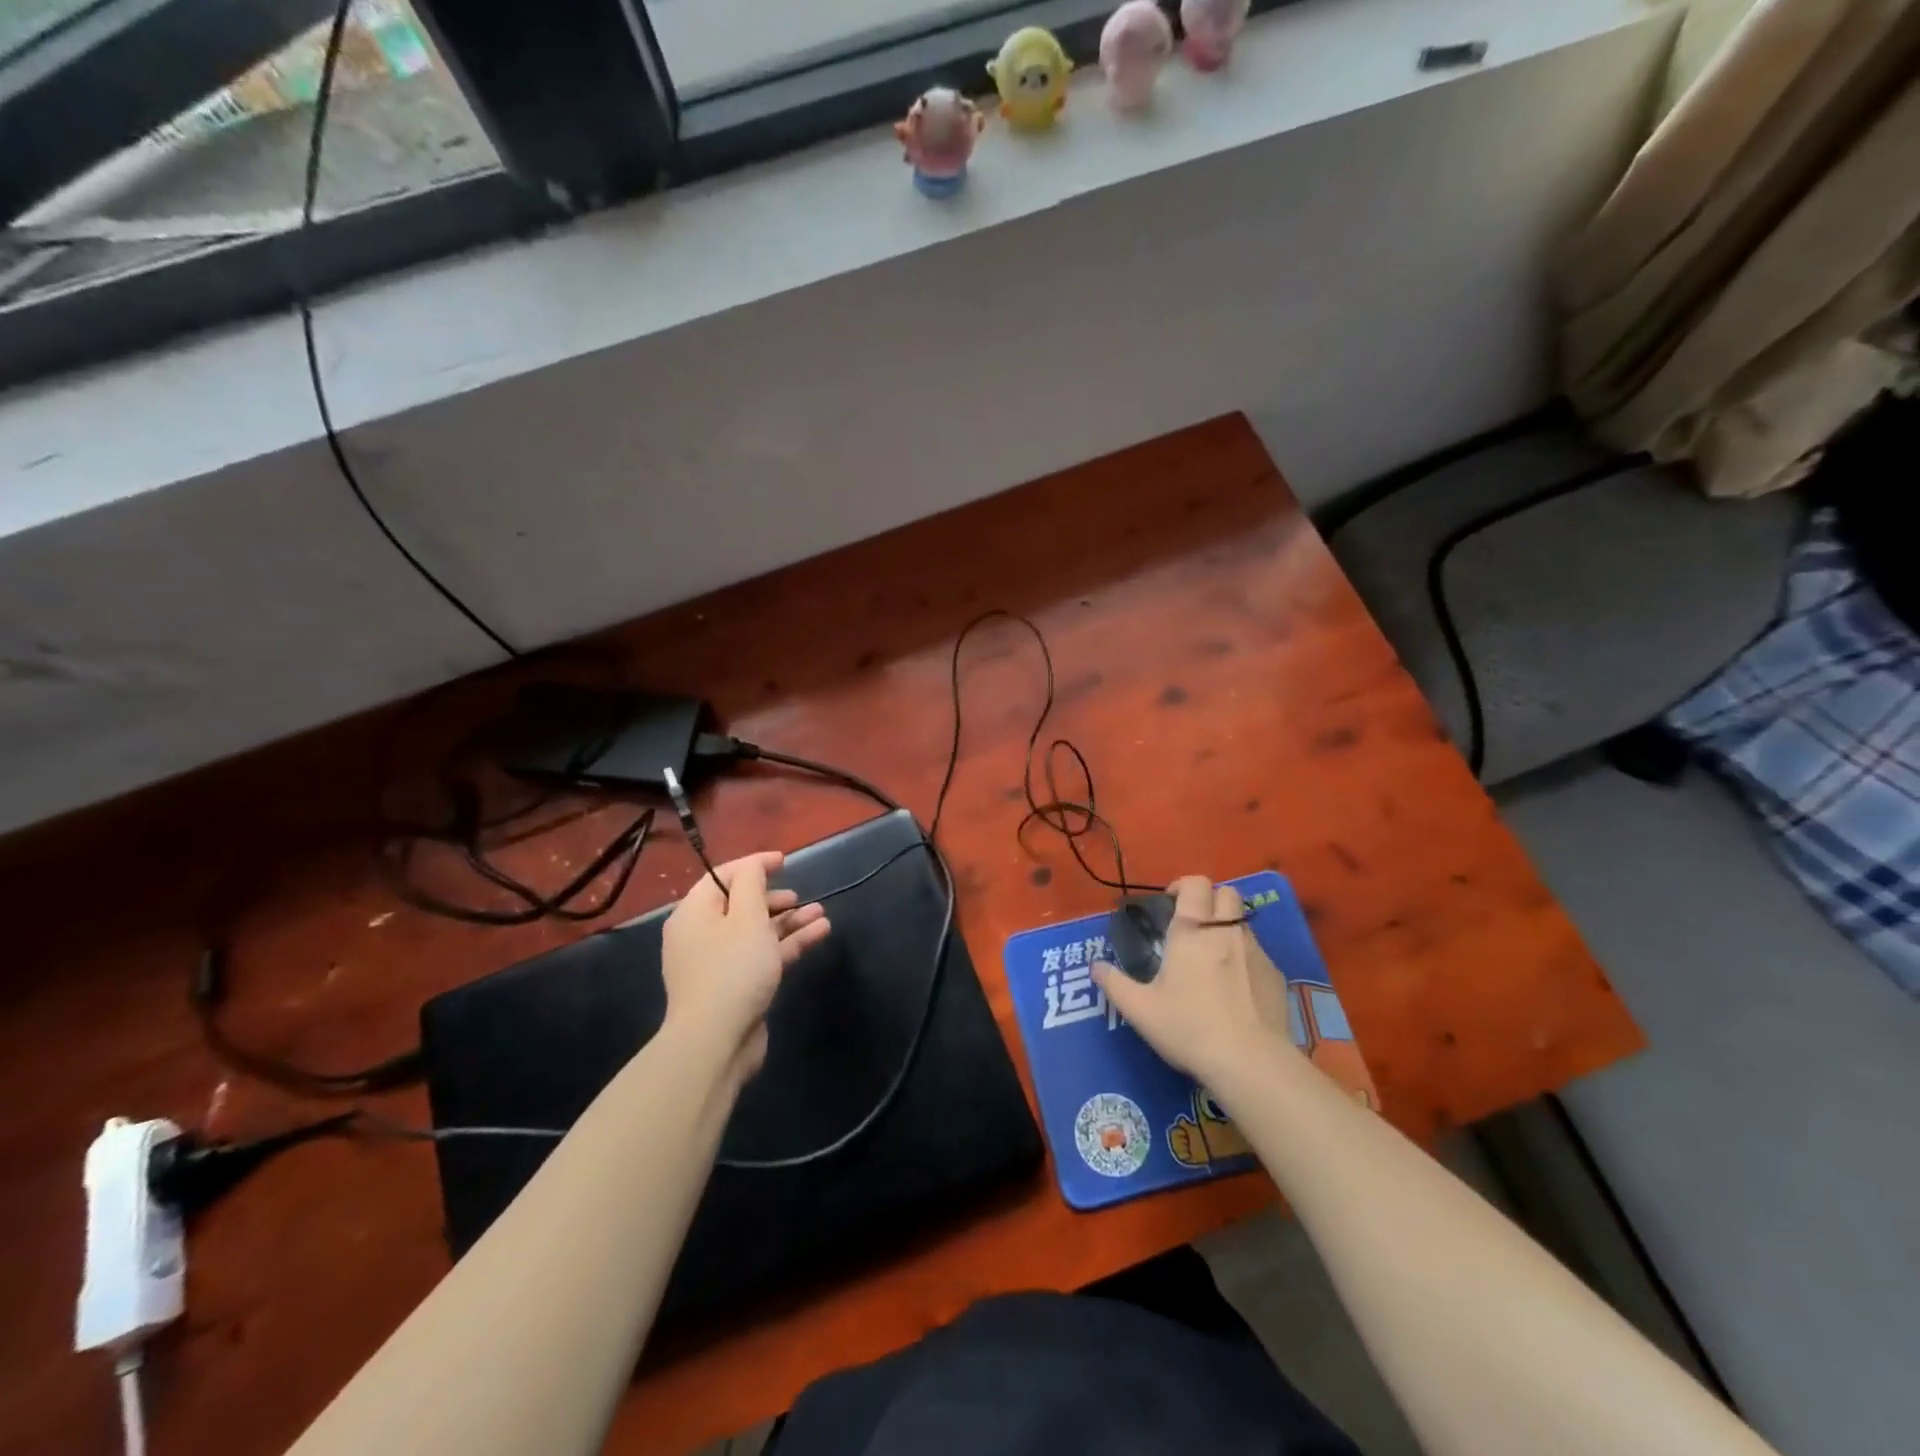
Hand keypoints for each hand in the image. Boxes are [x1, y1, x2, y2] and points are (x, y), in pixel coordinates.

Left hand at [661, 851, 829, 1084]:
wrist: (717, 1042)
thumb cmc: (732, 970)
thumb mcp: (746, 917)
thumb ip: (752, 884)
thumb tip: (754, 866)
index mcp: (695, 914)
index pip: (723, 876)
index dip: (755, 865)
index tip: (785, 861)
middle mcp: (703, 935)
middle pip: (741, 904)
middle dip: (774, 897)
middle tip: (798, 897)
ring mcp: (720, 963)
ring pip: (758, 931)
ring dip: (789, 920)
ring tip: (820, 913)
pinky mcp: (738, 986)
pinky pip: (765, 954)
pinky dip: (789, 942)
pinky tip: (819, 933)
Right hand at [1092, 876, 1296, 1093]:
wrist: (1250, 1062)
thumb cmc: (1189, 1028)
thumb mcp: (1140, 1010)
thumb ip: (1114, 984)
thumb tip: (1095, 967)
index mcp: (1192, 931)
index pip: (1195, 883)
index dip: (1183, 886)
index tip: (1170, 904)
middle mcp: (1226, 931)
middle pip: (1227, 892)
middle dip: (1210, 900)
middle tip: (1193, 927)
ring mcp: (1256, 952)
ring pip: (1243, 923)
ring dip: (1227, 929)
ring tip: (1212, 959)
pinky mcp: (1276, 976)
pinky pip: (1258, 953)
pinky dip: (1244, 959)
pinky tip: (1235, 990)